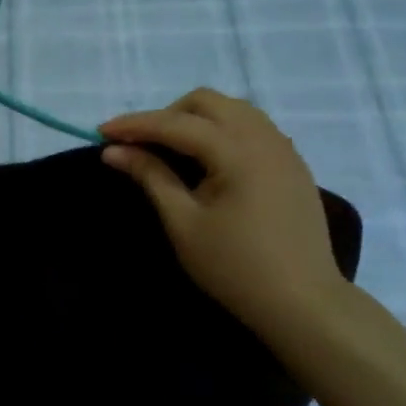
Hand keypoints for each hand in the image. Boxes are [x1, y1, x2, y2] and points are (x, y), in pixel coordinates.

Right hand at [100, 89, 351, 343]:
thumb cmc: (235, 267)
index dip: (135, 125)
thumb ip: (151, 176)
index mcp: (236, 151)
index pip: (175, 124)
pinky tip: (209, 161)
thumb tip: (114, 151)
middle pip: (207, 102)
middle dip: (168, 115)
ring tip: (173, 150)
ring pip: (232, 110)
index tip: (101, 131)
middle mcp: (263, 138)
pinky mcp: (293, 164)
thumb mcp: (183, 223)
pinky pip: (252, 128)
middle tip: (142, 145)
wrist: (303, 304)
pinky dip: (222, 131)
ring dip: (196, 119)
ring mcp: (283, 149)